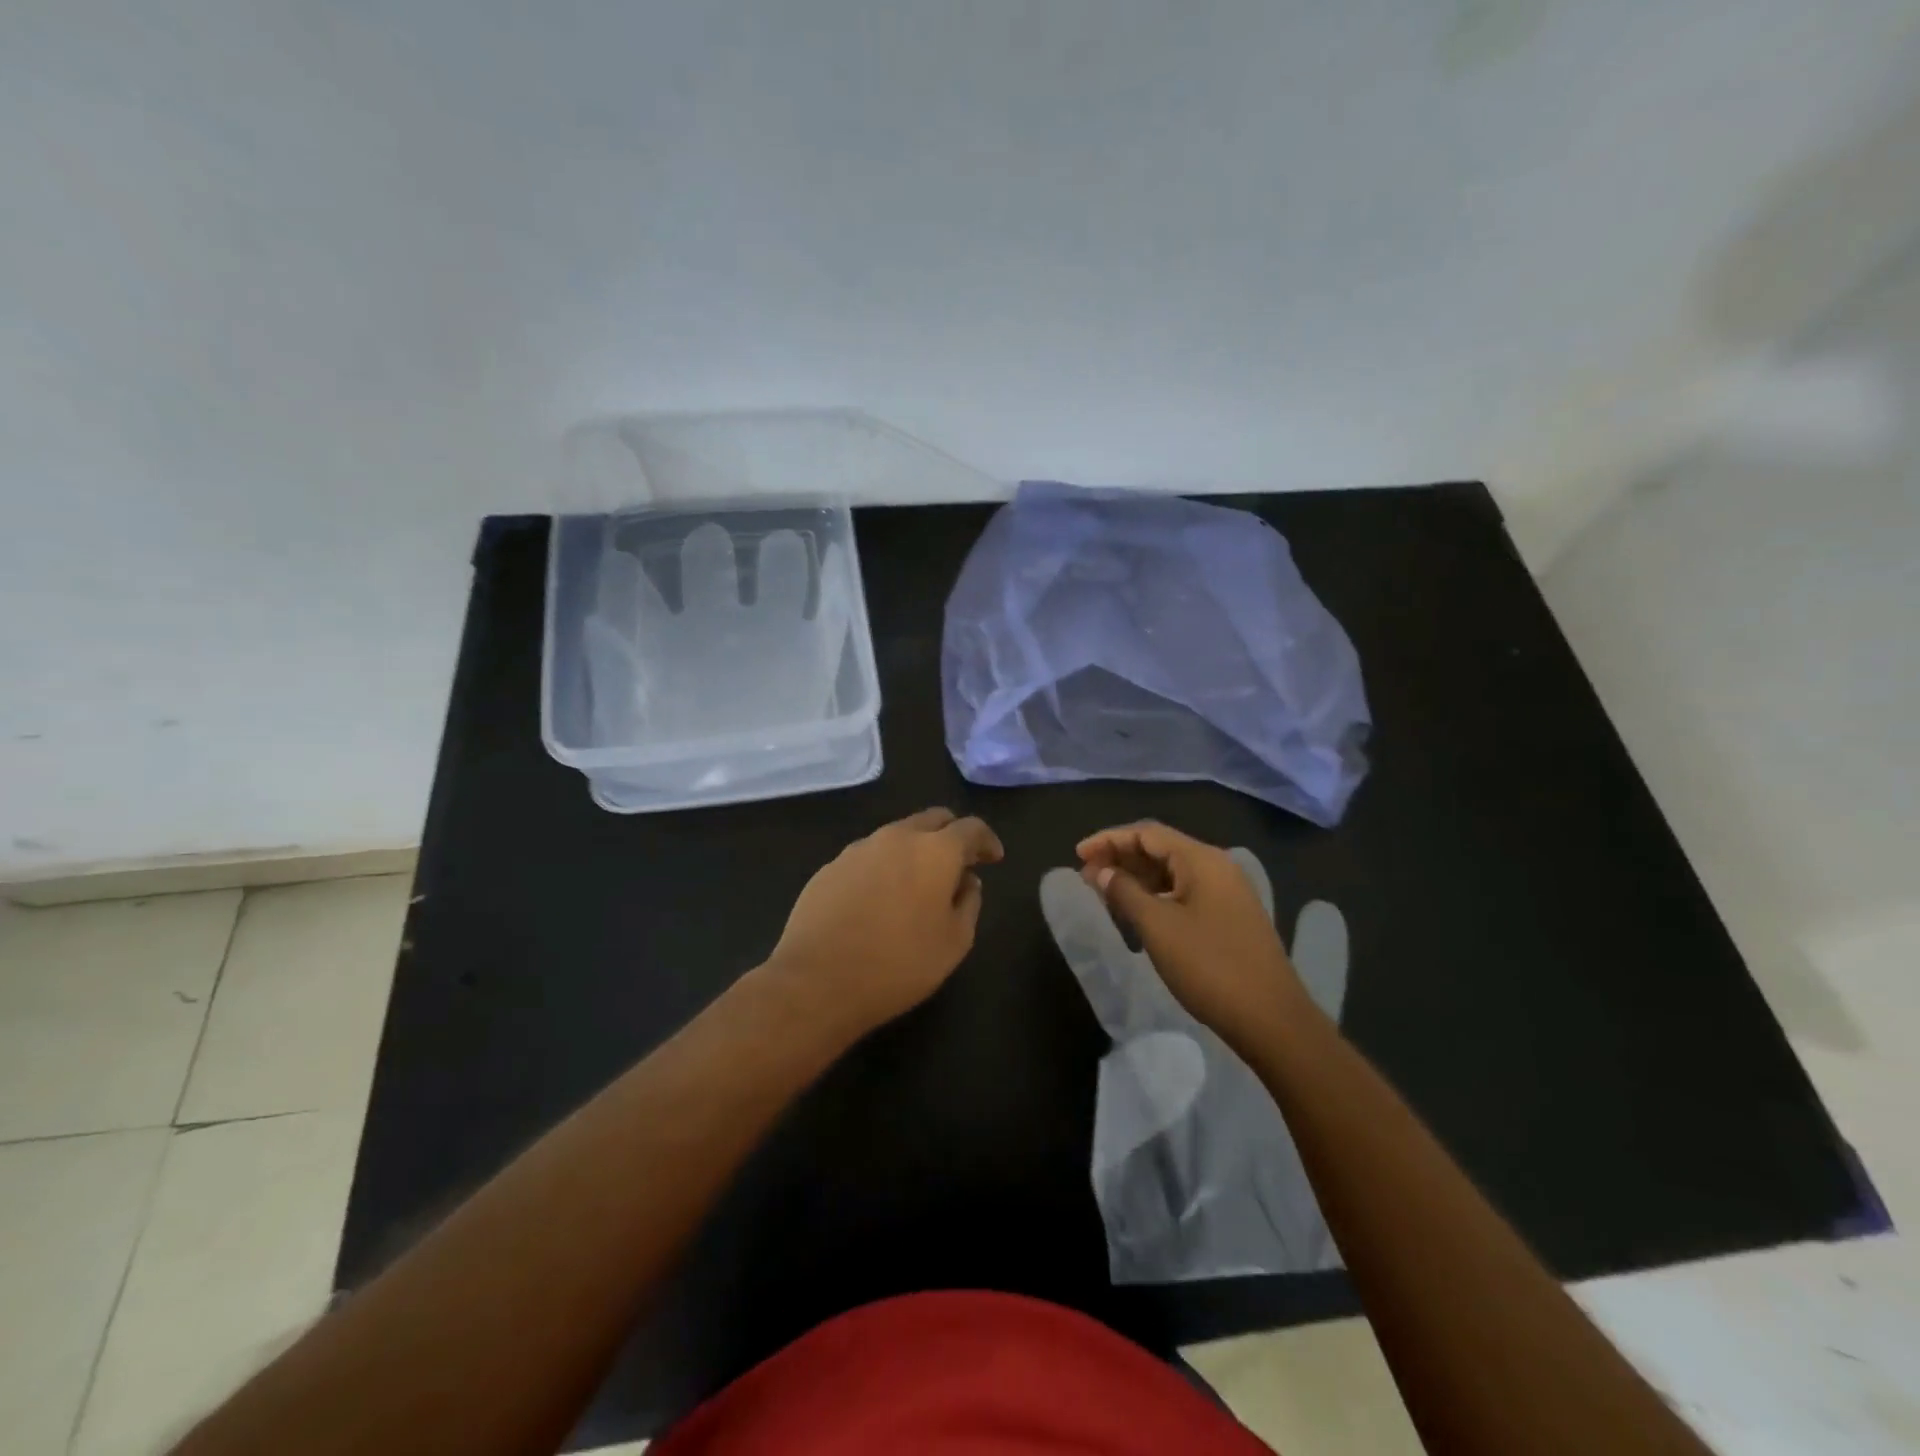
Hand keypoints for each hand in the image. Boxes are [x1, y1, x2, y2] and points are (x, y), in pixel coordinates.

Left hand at [767, 808, 1003, 1038]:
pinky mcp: (830, 866)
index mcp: (935, 850)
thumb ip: (969, 903)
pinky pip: (869, 856)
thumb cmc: (899, 964)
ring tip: (919, 882)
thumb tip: (967, 882)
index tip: (993, 858)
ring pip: (897, 835)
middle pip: (933, 819)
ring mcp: (859, 848)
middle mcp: (897, 837)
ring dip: (916, 849)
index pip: (971, 828)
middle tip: (960, 863)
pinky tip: (881, 897)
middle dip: (952, 835)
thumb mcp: (954, 942)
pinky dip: (885, 866)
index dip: (987, 841)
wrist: (817, 981)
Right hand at [1078, 821, 1308, 1054]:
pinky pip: (1184, 893)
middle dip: (1121, 858)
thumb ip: (1125, 892)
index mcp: (1202, 860)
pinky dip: (1155, 896)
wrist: (1272, 1020)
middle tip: (1086, 876)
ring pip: (1172, 873)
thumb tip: (1102, 872)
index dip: (1109, 840)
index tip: (1078, 855)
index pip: (1147, 833)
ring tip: (1105, 894)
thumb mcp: (1158, 927)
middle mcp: (1217, 867)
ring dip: (1136, 878)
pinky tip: (1137, 914)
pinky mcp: (1229, 918)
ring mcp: (1227, 893)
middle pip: (1160, 849)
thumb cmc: (1210, 966)